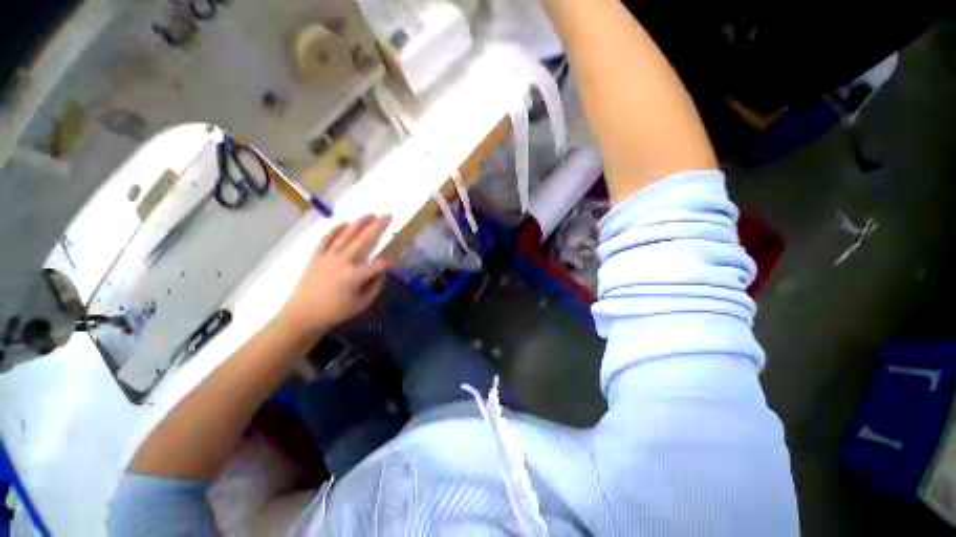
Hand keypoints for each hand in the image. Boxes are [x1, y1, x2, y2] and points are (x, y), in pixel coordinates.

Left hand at [278, 215, 391, 334]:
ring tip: (371, 213)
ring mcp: (328, 256)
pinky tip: (344, 222)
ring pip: (346, 235)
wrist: (303, 315)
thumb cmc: (335, 311)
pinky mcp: (316, 256)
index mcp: (356, 275)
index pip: (380, 263)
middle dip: (378, 226)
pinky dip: (335, 230)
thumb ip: (375, 285)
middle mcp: (343, 261)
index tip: (398, 260)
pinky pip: (326, 239)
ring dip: (359, 223)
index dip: (391, 261)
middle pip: (364, 240)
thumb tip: (381, 271)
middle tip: (388, 215)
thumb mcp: (362, 303)